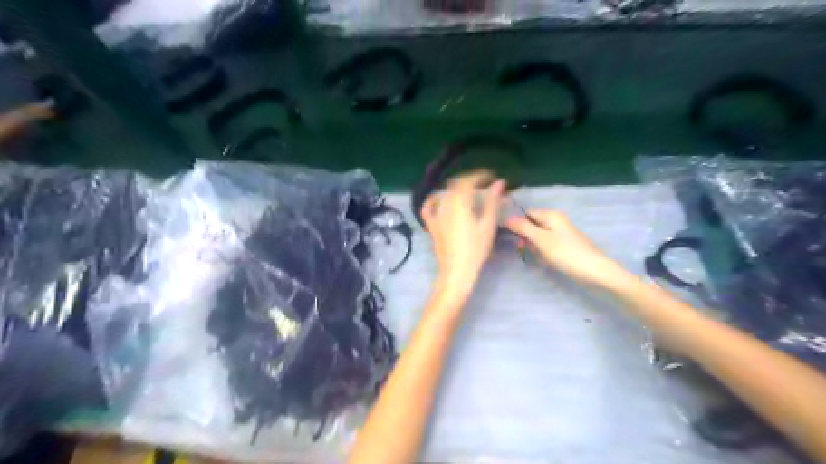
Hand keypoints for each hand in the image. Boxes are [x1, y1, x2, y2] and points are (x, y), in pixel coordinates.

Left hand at [423, 173, 507, 298]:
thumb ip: (492, 202)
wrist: (456, 271)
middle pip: (455, 185)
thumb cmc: (475, 249)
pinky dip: (434, 200)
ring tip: (468, 193)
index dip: (479, 176)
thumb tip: (499, 183)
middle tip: (483, 186)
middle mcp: (445, 205)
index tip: (491, 177)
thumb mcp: (487, 225)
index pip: (467, 181)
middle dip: (469, 182)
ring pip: (444, 194)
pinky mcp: (431, 225)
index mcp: (459, 203)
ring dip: (456, 189)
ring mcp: (435, 215)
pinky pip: (428, 207)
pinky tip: (440, 200)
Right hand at [507, 209, 623, 287]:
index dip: (518, 224)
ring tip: (540, 257)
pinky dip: (544, 253)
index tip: (512, 238)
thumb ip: (523, 228)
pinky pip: (548, 245)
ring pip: (539, 237)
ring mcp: (562, 233)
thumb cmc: (566, 254)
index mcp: (551, 215)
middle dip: (527, 238)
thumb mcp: (541, 240)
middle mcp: (557, 221)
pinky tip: (548, 261)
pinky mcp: (565, 245)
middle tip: (526, 250)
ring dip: (535, 247)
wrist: (595, 272)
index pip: (527, 213)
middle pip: (532, 225)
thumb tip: (507, 218)